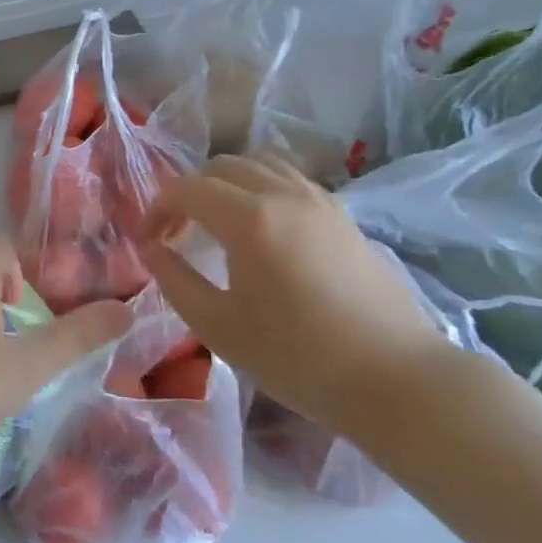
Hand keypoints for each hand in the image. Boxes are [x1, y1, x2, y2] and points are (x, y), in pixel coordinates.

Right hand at [139, 154, 453, 433]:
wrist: (394, 378)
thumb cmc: (296, 357)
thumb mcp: (218, 326)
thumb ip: (174, 280)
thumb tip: (150, 248)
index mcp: (250, 219)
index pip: (187, 189)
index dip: (157, 208)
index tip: (147, 241)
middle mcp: (285, 195)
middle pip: (222, 167)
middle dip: (189, 191)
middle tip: (176, 232)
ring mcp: (321, 201)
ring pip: (260, 164)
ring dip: (227, 184)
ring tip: (215, 223)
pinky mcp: (344, 216)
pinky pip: (291, 180)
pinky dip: (261, 188)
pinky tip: (260, 229)